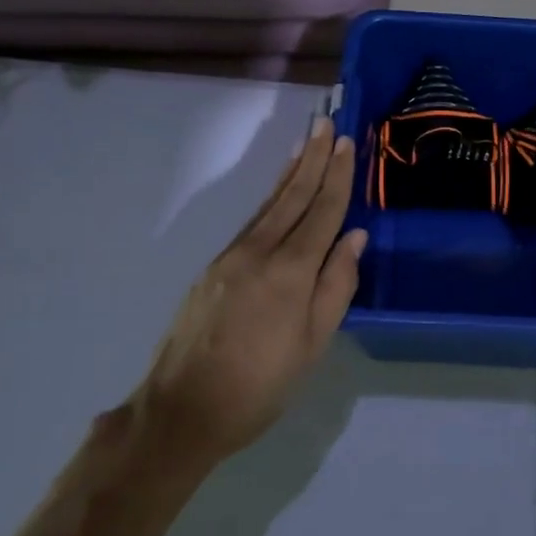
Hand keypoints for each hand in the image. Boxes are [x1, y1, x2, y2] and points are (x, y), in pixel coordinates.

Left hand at [135, 117, 365, 475]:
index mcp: (291, 272)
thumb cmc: (260, 385)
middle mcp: (260, 252)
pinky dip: (271, 199)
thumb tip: (354, 237)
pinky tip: (279, 192)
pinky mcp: (214, 267)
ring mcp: (232, 256)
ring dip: (292, 171)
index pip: (323, 212)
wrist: (181, 410)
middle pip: (294, 196)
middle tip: (328, 124)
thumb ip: (336, 286)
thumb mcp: (312, 345)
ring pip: (270, 205)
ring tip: (306, 143)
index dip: (338, 176)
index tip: (348, 143)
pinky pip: (252, 221)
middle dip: (314, 159)